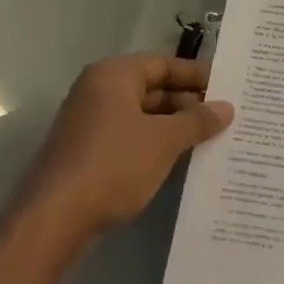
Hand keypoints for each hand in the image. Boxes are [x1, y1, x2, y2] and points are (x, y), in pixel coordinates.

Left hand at [15, 55, 232, 243]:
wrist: (55, 219)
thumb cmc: (113, 164)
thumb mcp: (164, 140)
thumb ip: (197, 120)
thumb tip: (226, 108)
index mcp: (114, 75)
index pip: (164, 64)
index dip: (197, 75)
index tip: (228, 87)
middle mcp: (98, 92)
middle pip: (153, 88)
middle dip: (189, 103)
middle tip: (226, 115)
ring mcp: (91, 124)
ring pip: (143, 116)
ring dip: (175, 126)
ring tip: (213, 137)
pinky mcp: (88, 153)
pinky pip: (131, 138)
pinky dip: (156, 144)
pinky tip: (183, 159)